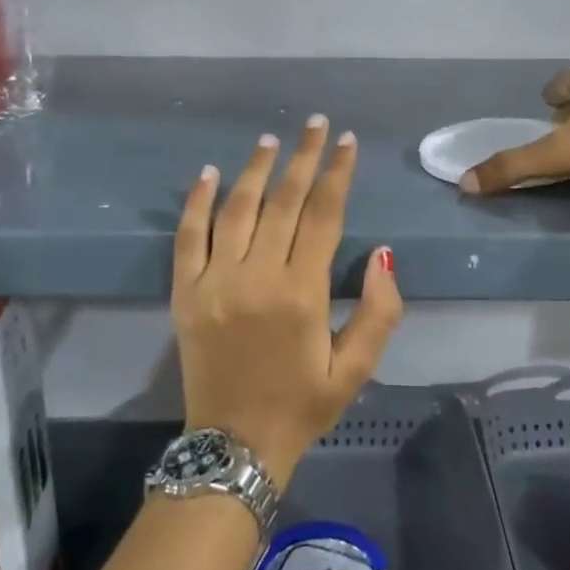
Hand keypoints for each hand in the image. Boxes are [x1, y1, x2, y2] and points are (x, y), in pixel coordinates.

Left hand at [172, 116, 403, 485]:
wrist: (234, 445)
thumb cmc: (303, 405)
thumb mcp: (356, 368)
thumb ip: (379, 311)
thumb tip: (384, 253)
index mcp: (302, 293)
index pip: (324, 215)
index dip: (338, 173)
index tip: (348, 141)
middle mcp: (257, 276)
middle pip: (283, 201)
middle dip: (304, 157)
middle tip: (316, 124)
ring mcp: (215, 281)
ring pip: (237, 209)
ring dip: (256, 169)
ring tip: (272, 140)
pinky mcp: (185, 292)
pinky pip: (187, 236)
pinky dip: (198, 201)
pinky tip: (210, 173)